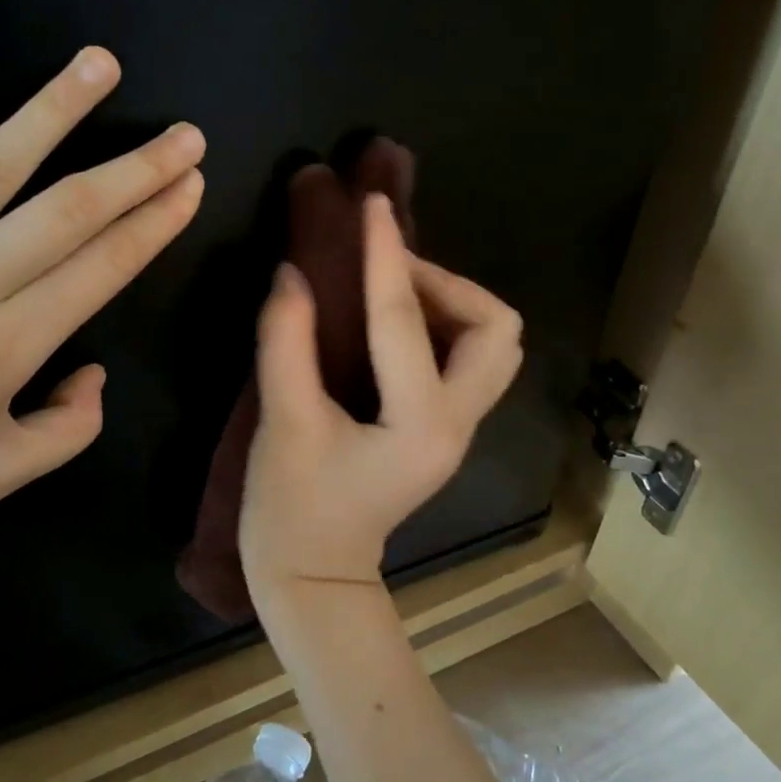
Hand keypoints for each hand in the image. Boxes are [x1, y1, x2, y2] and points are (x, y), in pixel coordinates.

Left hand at [0, 44, 203, 592]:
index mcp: (5, 348)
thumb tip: (92, 369)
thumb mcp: (1, 478)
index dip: (155, 222)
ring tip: (99, 64)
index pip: (103, 266)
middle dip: (136, 168)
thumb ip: (71, 426)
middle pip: (66, 210)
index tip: (190, 184)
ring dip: (52, 112)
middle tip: (183, 133)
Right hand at [238, 193, 522, 610]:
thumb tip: (293, 273)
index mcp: (420, 424)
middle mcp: (457, 422)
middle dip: (447, 283)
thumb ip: (286, 342)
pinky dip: (440, 324)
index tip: (372, 205)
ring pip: (492, 344)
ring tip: (390, 290)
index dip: (385, 254)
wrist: (313, 576)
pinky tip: (391, 321)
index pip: (404, 319)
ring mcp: (457, 428)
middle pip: (497, 329)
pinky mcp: (442, 428)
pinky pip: (466, 358)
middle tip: (386, 271)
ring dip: (450, 302)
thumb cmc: (292, 510)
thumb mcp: (283, 422)